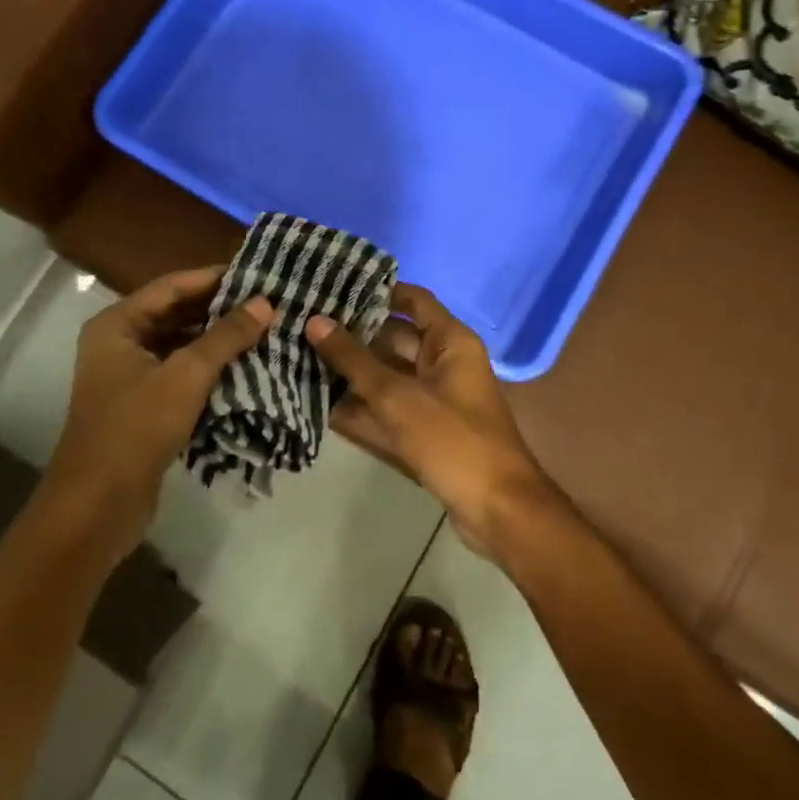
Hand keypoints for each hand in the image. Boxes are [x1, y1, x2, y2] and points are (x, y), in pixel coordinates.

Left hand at [43, 266, 273, 559]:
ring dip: (218, 341)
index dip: (214, 277)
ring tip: (265, 331)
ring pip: (181, 345)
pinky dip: (210, 369)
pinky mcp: (143, 406)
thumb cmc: (135, 428)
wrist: (97, 507)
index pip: (172, 286)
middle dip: (220, 309)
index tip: (257, 274)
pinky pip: (181, 374)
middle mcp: (120, 343)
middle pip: (176, 314)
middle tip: (268, 303)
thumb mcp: (186, 376)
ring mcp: (130, 376)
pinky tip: (246, 368)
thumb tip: (265, 303)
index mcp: (117, 324)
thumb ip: (226, 336)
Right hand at [304, 285, 552, 557]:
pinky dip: (361, 406)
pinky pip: (388, 408)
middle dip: (352, 335)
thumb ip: (354, 359)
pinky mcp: (425, 430)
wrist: (497, 512)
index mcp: (450, 342)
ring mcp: (434, 399)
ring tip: (301, 358)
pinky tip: (319, 403)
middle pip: (393, 338)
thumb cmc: (452, 440)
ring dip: (351, 373)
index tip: (333, 287)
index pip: (411, 300)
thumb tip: (315, 320)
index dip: (376, 291)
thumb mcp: (397, 396)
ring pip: (387, 376)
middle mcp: (443, 363)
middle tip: (304, 325)